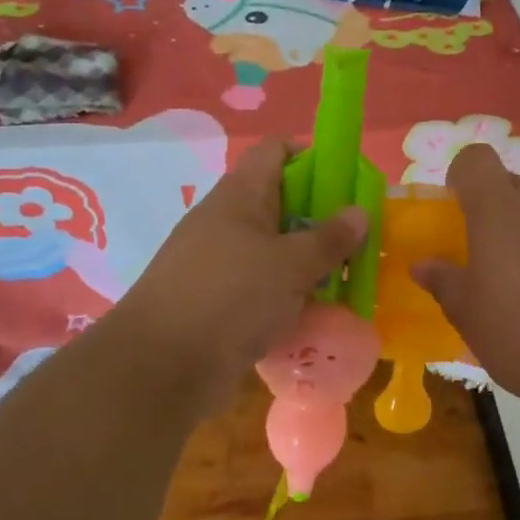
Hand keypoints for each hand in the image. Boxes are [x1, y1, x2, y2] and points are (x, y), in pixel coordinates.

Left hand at [112, 139, 366, 410]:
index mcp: (239, 195)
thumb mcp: (291, 266)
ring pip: (270, 248)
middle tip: (354, 240)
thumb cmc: (231, 298)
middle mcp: (225, 220)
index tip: (345, 185)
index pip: (275, 150)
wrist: (159, 369)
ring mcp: (215, 261)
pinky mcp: (213, 300)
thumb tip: (359, 211)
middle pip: (278, 201)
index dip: (312, 157)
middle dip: (318, 218)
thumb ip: (329, 239)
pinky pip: (257, 285)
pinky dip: (284, 294)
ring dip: (305, 261)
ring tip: (342, 280)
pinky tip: (310, 314)